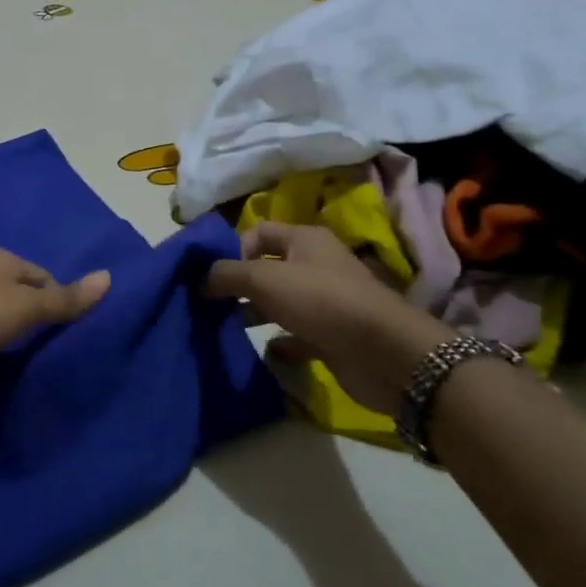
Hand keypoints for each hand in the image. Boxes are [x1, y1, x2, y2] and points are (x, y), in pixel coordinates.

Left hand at [0, 247, 110, 399]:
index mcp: (0, 256)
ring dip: (6, 325)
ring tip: (12, 352)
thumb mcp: (25, 309)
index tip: (58, 333)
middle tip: (38, 345)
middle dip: (31, 314)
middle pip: (20, 290)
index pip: (44, 277)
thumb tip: (109, 277)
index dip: (56, 303)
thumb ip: (65, 298)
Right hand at [204, 223, 452, 417]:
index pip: (258, 232)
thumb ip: (227, 274)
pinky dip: (279, 343)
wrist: (383, 353)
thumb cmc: (320, 301)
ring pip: (279, 302)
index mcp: (304, 239)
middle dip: (239, 285)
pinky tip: (264, 352)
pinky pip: (296, 335)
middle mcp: (316, 265)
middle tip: (212, 304)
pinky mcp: (331, 335)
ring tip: (228, 328)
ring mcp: (325, 302)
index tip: (215, 277)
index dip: (233, 250)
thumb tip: (201, 277)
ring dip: (254, 313)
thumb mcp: (264, 279)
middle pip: (267, 268)